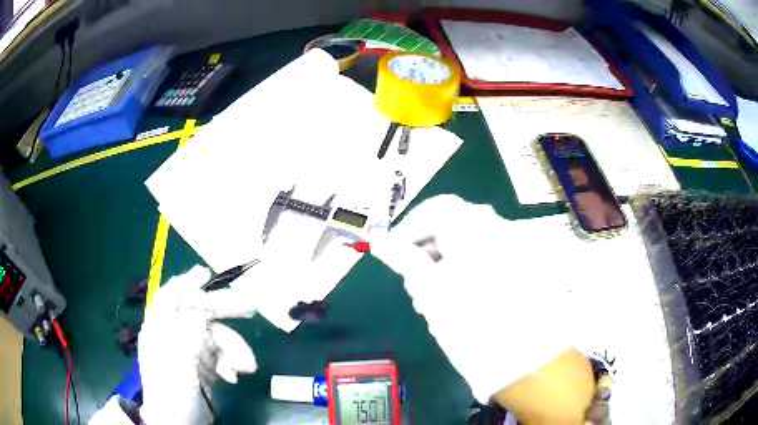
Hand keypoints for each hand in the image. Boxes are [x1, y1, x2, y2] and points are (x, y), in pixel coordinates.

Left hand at [138, 266, 257, 424]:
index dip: (189, 283)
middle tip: (251, 307)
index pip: (171, 296)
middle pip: (197, 312)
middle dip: (224, 310)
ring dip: (233, 349)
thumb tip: (201, 301)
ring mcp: (188, 352)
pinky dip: (230, 363)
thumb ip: (188, 330)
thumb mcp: (179, 362)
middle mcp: (173, 335)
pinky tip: (234, 377)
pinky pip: (220, 356)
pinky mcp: (202, 367)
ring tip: (247, 367)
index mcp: (160, 329)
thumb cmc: (173, 395)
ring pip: (215, 337)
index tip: (210, 275)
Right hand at [370, 195, 593, 418]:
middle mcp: (497, 228)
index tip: (392, 252)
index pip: (434, 209)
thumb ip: (403, 258)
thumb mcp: (430, 288)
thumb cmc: (470, 321)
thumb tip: (377, 239)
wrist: (524, 357)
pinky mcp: (521, 268)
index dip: (409, 228)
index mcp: (474, 226)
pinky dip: (465, 273)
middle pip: (452, 226)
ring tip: (433, 301)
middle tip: (413, 283)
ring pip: (467, 246)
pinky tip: (457, 302)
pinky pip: (485, 260)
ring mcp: (513, 247)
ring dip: (444, 266)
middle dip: (427, 252)